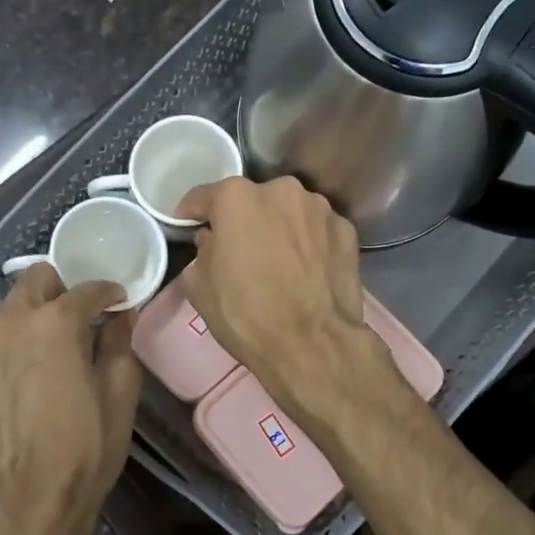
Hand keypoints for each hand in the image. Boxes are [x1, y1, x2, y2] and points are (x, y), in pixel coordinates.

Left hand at [0, 265, 141, 534]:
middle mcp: (13, 318)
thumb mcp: (119, 394)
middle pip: (39, 280)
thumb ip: (120, 343)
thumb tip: (121, 314)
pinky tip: (0, 356)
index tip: (115, 302)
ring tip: (31, 341)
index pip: (89, 290)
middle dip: (61, 293)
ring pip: (1, 301)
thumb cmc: (85, 448)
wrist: (28, 498)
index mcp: (59, 323)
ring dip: (22, 312)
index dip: (108, 293)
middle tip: (73, 321)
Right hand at [175, 176, 388, 418]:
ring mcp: (319, 208)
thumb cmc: (246, 313)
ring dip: (279, 229)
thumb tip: (213, 241)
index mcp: (236, 197)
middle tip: (240, 251)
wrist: (312, 344)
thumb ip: (201, 250)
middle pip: (252, 201)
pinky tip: (307, 271)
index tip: (188, 227)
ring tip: (278, 263)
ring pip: (288, 213)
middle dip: (243, 221)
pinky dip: (309, 243)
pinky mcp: (346, 230)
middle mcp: (281, 189)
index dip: (192, 214)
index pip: (203, 197)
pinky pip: (317, 231)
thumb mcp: (199, 285)